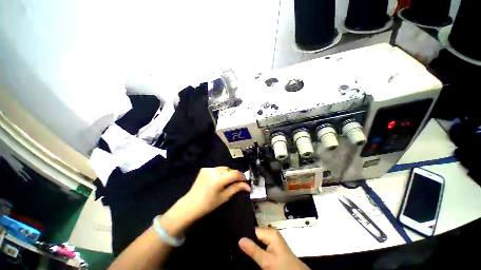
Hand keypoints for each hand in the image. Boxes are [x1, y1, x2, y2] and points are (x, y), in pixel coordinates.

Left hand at [181, 167, 249, 219]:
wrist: (190, 205)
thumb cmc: (208, 204)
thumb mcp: (224, 197)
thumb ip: (236, 188)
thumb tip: (248, 186)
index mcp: (218, 179)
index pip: (235, 174)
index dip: (242, 177)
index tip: (245, 182)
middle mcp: (213, 170)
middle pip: (230, 169)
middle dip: (235, 175)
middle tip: (238, 183)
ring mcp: (208, 168)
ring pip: (224, 168)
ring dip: (228, 173)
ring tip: (228, 181)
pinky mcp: (205, 168)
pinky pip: (217, 168)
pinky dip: (221, 172)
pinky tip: (220, 179)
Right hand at [239, 228, 309, 269]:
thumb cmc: (282, 267)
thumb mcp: (266, 261)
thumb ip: (253, 250)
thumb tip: (240, 239)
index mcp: (270, 232)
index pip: (253, 230)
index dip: (246, 237)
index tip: (237, 244)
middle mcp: (271, 232)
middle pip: (255, 234)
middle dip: (249, 241)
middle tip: (241, 249)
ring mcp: (273, 238)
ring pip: (258, 239)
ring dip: (253, 246)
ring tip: (246, 251)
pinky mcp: (274, 244)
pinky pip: (263, 243)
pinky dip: (258, 248)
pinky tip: (254, 253)